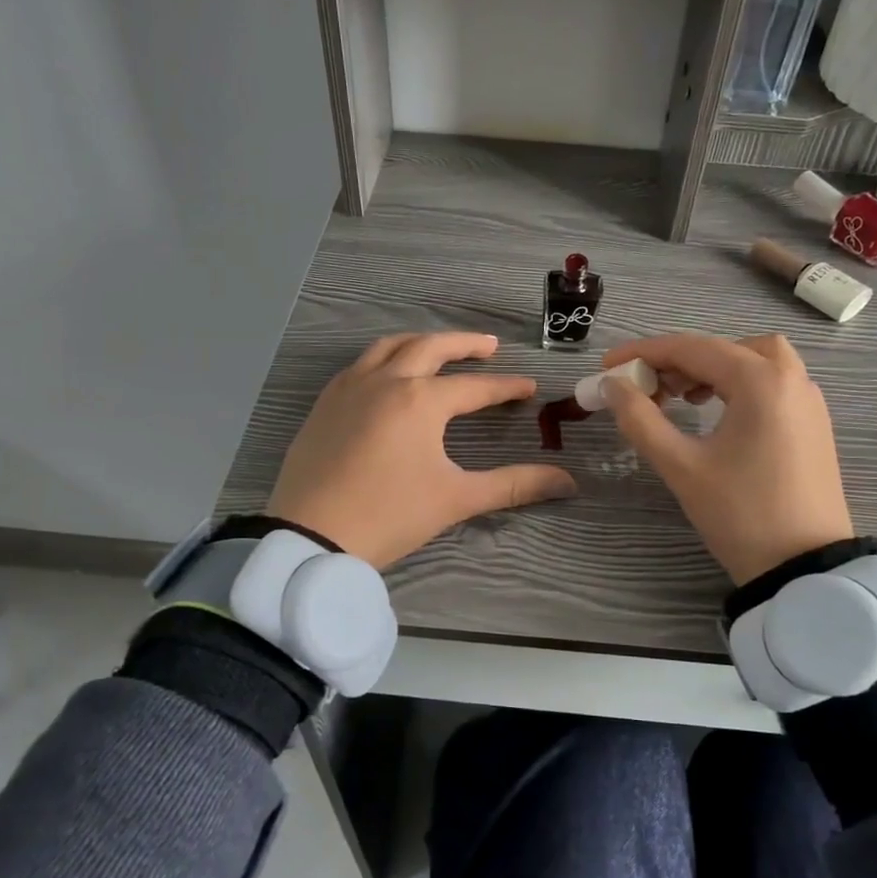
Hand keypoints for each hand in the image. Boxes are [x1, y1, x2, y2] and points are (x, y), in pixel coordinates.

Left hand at [267, 332, 576, 569]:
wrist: (309, 536)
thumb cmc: (388, 516)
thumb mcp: (455, 499)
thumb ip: (513, 485)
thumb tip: (567, 482)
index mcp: (421, 400)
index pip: (475, 387)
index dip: (506, 387)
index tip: (529, 387)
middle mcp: (386, 381)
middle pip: (431, 347)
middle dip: (464, 344)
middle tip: (489, 346)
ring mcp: (350, 388)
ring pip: (390, 346)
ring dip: (421, 342)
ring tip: (440, 349)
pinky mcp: (325, 403)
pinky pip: (360, 364)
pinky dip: (384, 358)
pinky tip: (389, 374)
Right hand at [598, 333, 853, 583]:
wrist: (805, 568)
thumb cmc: (740, 514)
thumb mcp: (681, 467)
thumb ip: (640, 419)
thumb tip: (612, 386)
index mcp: (760, 382)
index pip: (692, 349)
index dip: (643, 353)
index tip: (607, 366)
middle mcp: (790, 379)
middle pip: (725, 348)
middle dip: (680, 361)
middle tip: (648, 388)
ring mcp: (808, 401)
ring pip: (754, 361)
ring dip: (713, 369)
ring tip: (682, 399)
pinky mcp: (813, 424)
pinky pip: (772, 384)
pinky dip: (739, 385)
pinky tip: (717, 415)